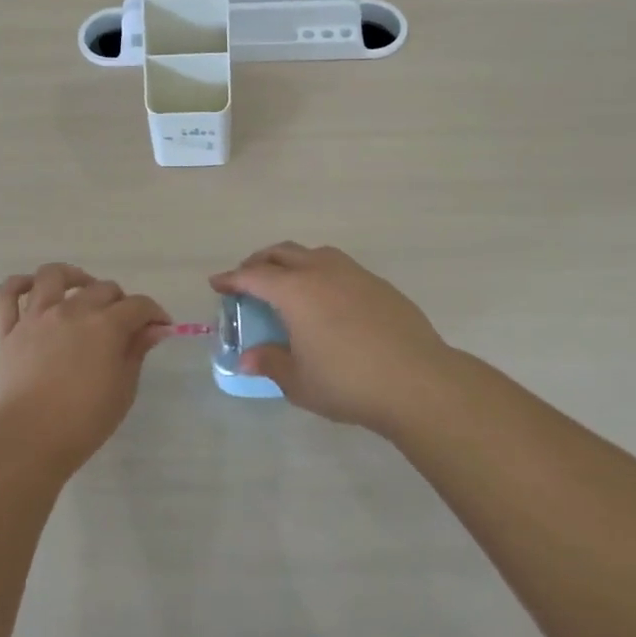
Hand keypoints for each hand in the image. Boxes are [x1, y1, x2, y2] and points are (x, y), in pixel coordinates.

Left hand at [0, 263, 170, 474]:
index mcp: (105, 325)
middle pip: (102, 288)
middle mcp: (71, 310)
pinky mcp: (7, 330)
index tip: (160, 327)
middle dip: (120, 300)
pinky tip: (32, 289)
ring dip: (73, 276)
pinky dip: (18, 285)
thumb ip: (136, 353)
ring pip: (53, 276)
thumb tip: (153, 329)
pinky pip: (6, 295)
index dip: (154, 313)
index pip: (139, 305)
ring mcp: (35, 317)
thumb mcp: (123, 391)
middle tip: (124, 322)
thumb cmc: (83, 422)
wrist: (26, 440)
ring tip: (81, 289)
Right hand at [210, 243, 463, 434]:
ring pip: (314, 254)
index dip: (231, 279)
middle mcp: (322, 272)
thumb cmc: (348, 383)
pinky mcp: (379, 285)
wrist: (418, 382)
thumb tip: (247, 358)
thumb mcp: (299, 381)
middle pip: (282, 253)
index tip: (217, 283)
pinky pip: (340, 267)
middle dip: (259, 262)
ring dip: (293, 261)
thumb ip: (270, 363)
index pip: (253, 276)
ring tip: (287, 282)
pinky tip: (328, 299)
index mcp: (295, 291)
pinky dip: (322, 273)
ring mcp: (354, 274)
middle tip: (247, 278)